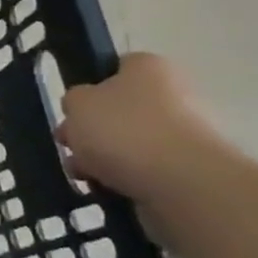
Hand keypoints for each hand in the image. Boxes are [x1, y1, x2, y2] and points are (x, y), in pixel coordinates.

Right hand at [56, 53, 231, 203]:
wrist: (182, 184)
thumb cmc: (124, 130)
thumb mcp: (77, 103)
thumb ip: (73, 100)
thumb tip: (83, 110)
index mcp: (147, 67)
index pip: (114, 68)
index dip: (88, 87)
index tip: (72, 110)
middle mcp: (172, 94)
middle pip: (118, 110)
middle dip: (91, 131)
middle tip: (70, 147)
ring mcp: (184, 135)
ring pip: (128, 144)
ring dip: (102, 159)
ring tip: (84, 176)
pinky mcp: (188, 171)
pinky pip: (144, 172)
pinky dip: (123, 180)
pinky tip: (106, 190)